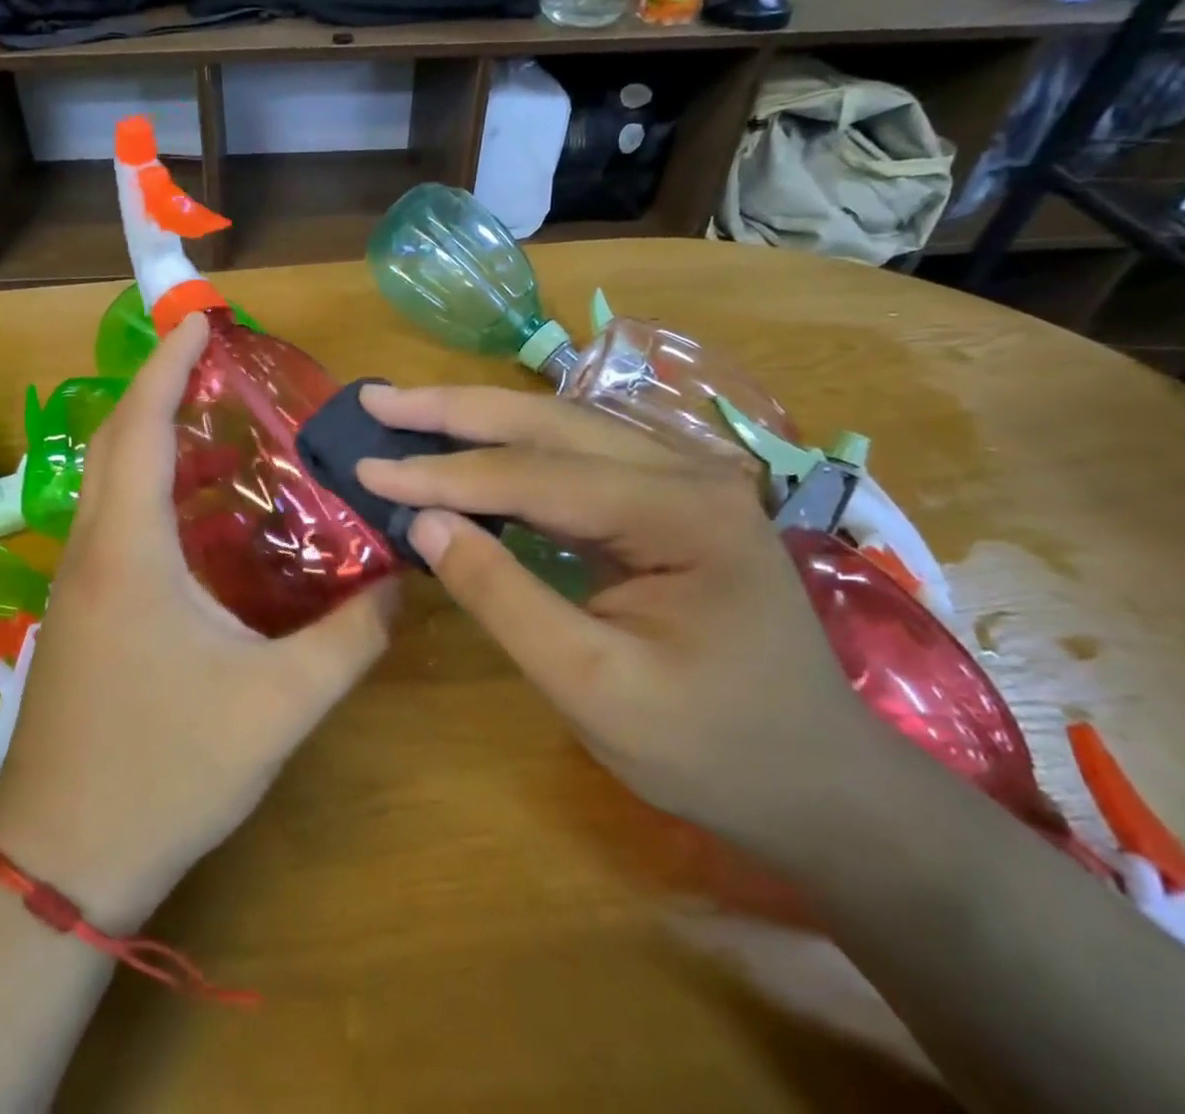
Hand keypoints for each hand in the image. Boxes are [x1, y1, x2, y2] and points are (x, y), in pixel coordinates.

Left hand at [0, 314, 395, 928]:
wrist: (63, 859)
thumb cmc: (165, 772)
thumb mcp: (278, 706)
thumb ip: (350, 640)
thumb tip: (403, 581)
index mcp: (129, 551)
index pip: (142, 428)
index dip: (166, 366)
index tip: (196, 320)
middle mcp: (92, 551)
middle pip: (115, 441)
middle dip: (156, 387)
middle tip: (213, 363)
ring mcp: (77, 583)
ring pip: (108, 482)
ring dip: (153, 438)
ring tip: (218, 426)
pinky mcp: (80, 614)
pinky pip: (112, 522)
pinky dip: (150, 490)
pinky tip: (200, 516)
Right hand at [355, 384, 891, 859]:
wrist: (817, 784)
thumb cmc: (711, 748)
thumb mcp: (592, 686)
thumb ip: (503, 597)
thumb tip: (425, 523)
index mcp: (682, 511)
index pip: (535, 475)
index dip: (442, 473)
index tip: (367, 467)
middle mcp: (686, 470)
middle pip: (549, 422)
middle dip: (453, 410)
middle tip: (377, 399)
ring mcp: (680, 478)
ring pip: (559, 428)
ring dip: (477, 419)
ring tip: (406, 412)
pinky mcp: (665, 499)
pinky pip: (573, 459)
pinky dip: (508, 452)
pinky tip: (466, 449)